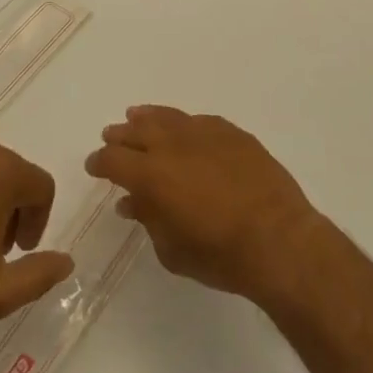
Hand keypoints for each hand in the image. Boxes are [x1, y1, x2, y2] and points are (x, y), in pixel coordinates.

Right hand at [85, 106, 322, 307]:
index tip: (94, 166)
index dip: (100, 162)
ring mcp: (205, 134)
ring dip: (148, 118)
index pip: (113, 160)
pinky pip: (199, 121)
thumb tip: (132, 202)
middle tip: (111, 137)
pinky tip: (182, 128)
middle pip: (137, 131)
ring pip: (167, 117)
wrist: (278, 238)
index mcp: (151, 174)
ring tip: (136, 117)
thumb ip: (149, 220)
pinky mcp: (232, 133)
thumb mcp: (172, 250)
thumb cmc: (219, 255)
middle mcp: (173, 145)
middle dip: (120, 136)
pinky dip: (183, 124)